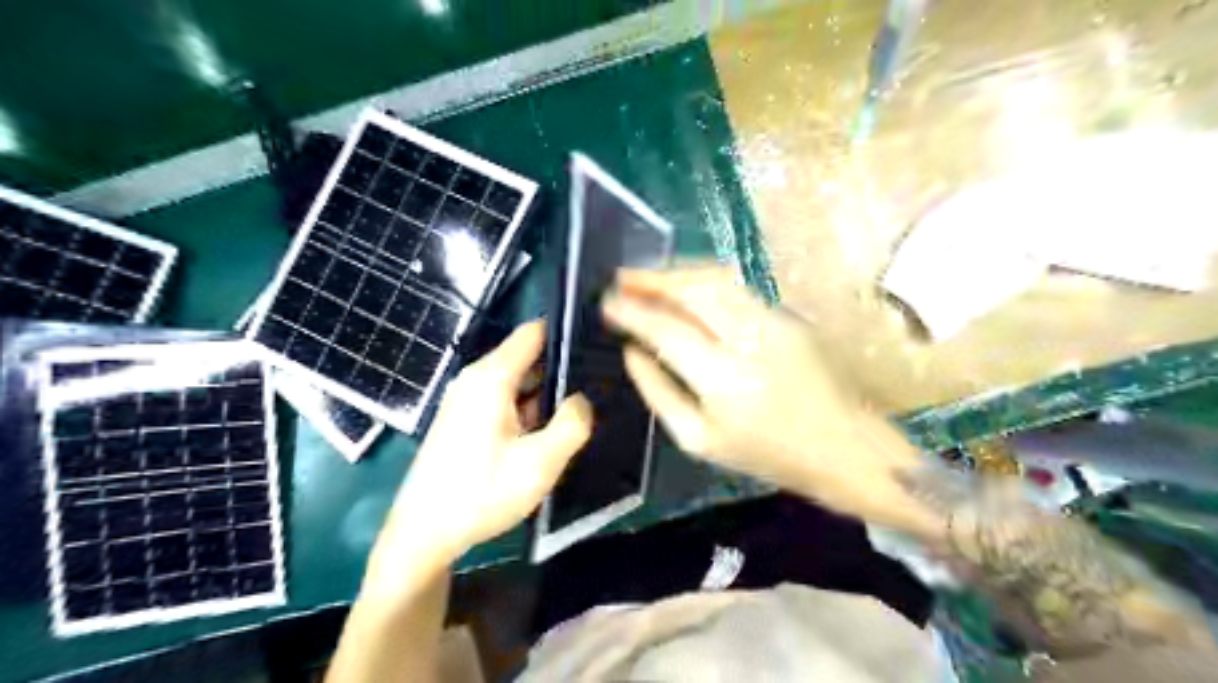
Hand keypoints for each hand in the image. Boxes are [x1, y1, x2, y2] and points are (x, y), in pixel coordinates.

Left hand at [367, 321, 591, 587]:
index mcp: (492, 377)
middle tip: (601, 385)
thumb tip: (583, 399)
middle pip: (528, 357)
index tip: (598, 344)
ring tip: (584, 407)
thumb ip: (572, 424)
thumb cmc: (481, 493)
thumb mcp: (540, 462)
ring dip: (547, 394)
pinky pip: (505, 401)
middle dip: (562, 368)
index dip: (566, 332)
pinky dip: (530, 410)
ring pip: (519, 383)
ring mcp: (468, 400)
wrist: (423, 534)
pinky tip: (551, 430)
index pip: (534, 332)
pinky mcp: (465, 421)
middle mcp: (477, 379)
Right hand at [609, 263, 935, 531]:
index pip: (667, 330)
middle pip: (693, 291)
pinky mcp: (789, 316)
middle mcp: (750, 340)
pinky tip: (684, 290)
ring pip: (716, 280)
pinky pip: (736, 289)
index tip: (607, 302)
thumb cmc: (766, 454)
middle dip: (652, 279)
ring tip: (647, 278)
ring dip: (677, 274)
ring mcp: (775, 322)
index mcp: (724, 381)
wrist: (844, 447)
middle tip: (621, 279)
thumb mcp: (699, 440)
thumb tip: (631, 352)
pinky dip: (703, 283)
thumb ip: (658, 392)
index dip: (633, 311)